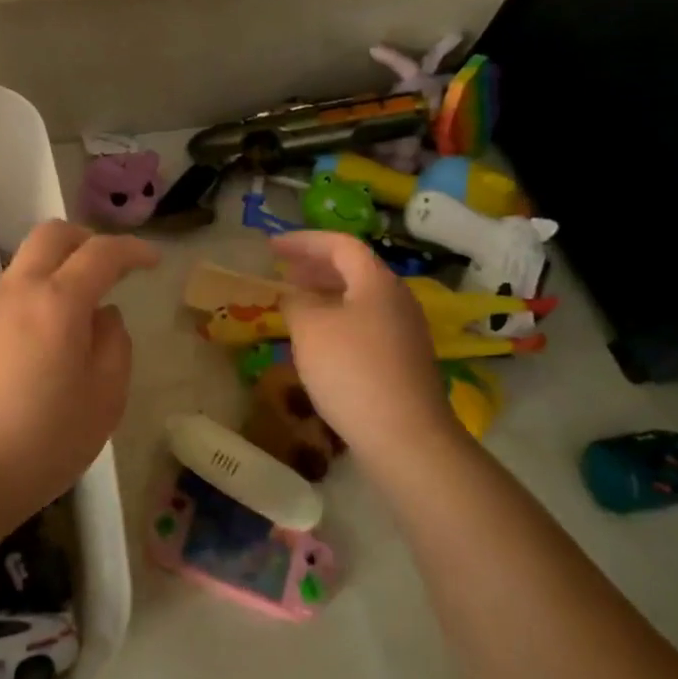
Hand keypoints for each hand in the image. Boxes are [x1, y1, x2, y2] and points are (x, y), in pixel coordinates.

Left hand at [0, 220, 158, 509]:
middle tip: (110, 268)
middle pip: (51, 235)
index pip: (101, 253)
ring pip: (26, 264)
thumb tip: (103, 316)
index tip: (152, 262)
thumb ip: (114, 345)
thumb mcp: (104, 400)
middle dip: (87, 240)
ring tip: (78, 319)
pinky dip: (34, 299)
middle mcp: (17, 292)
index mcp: (57, 302)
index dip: (132, 250)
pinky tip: (42, 346)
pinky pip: (8, 296)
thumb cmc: (42, 443)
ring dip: (57, 271)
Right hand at [271, 231, 460, 474]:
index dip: (303, 241)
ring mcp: (405, 331)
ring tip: (296, 304)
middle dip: (315, 266)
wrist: (405, 437)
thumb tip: (295, 297)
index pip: (340, 244)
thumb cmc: (352, 371)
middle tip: (283, 272)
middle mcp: (397, 299)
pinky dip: (338, 320)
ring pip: (360, 299)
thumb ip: (296, 302)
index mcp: (377, 281)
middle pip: (354, 269)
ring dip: (326, 294)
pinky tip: (319, 342)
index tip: (272, 247)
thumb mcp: (310, 328)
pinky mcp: (404, 361)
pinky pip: (365, 324)